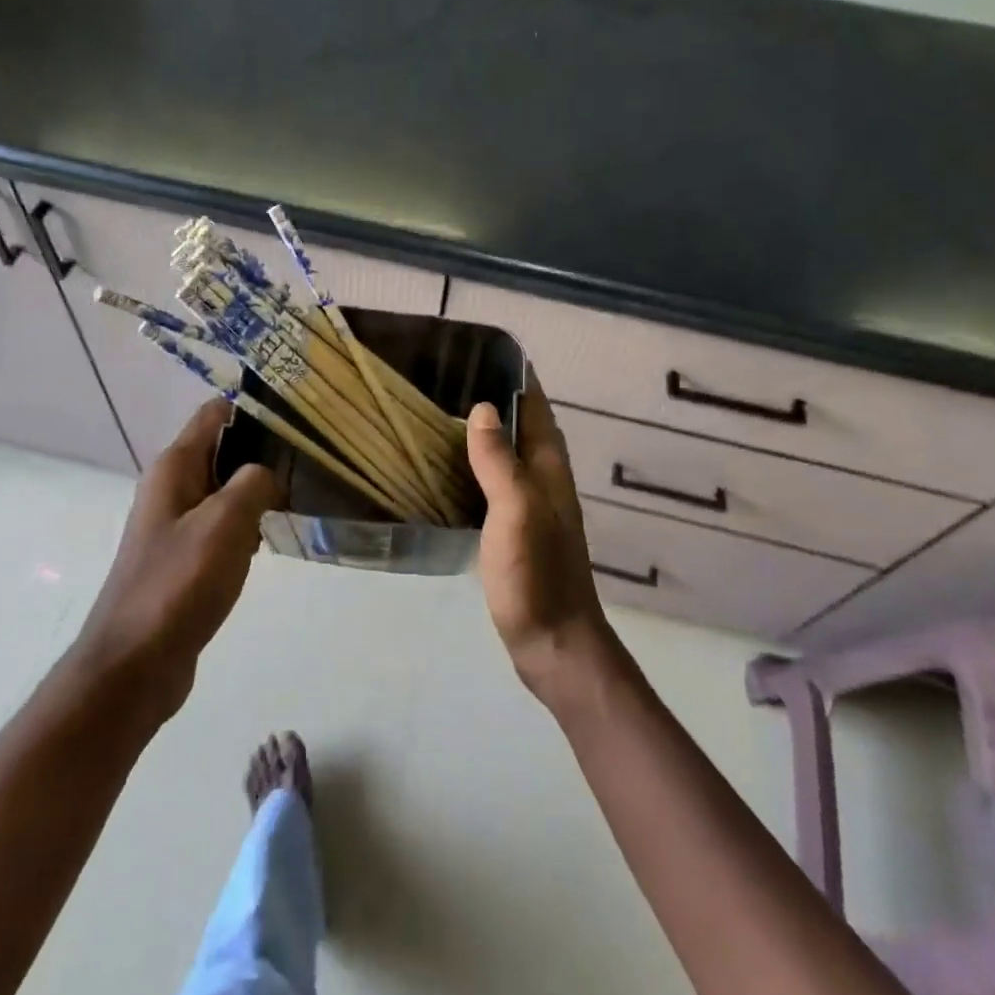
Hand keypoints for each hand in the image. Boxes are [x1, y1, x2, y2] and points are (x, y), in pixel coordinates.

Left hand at [70, 399, 279, 721]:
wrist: (135, 664)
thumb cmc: (179, 583)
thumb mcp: (225, 522)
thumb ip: (254, 482)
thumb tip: (270, 473)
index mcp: (175, 467)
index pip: (216, 413)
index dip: (256, 410)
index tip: (300, 422)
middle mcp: (172, 487)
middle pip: (224, 449)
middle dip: (264, 454)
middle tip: (310, 465)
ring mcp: (176, 524)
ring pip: (226, 489)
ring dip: (259, 492)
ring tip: (300, 499)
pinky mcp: (184, 557)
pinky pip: (222, 525)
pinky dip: (247, 525)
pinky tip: (271, 539)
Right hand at [466, 383, 613, 695]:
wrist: (554, 643)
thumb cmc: (536, 574)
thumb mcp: (515, 511)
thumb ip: (499, 461)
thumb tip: (481, 410)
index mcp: (549, 468)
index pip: (536, 407)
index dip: (516, 377)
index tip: (482, 351)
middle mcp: (544, 480)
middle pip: (522, 426)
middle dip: (494, 399)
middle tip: (447, 378)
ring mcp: (532, 507)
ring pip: (507, 455)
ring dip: (483, 432)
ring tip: (440, 414)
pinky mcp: (516, 531)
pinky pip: (495, 483)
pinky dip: (475, 467)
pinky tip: (448, 470)